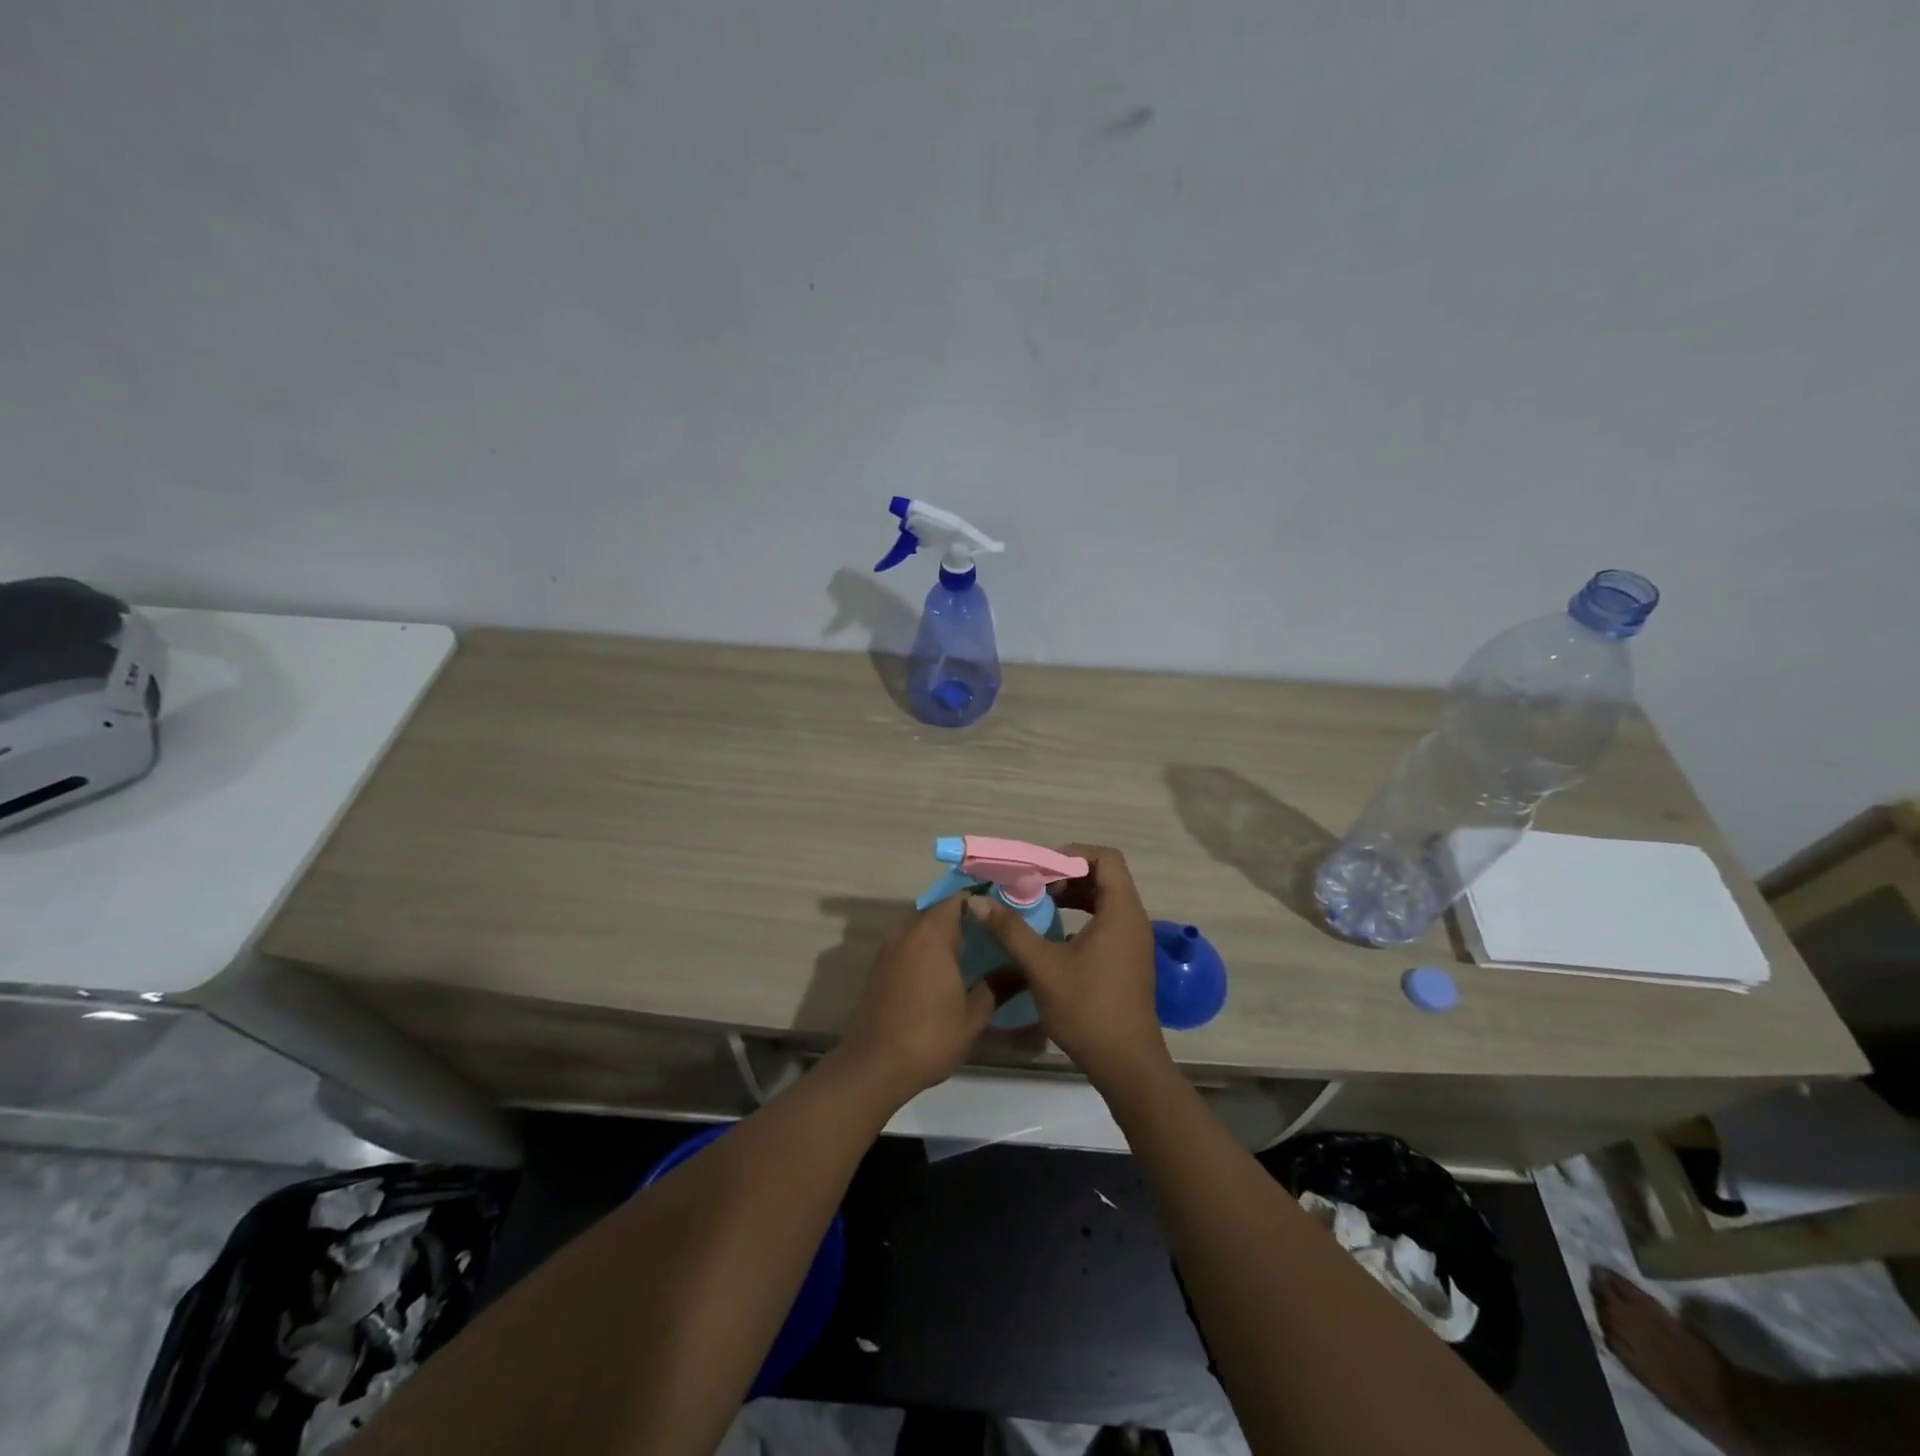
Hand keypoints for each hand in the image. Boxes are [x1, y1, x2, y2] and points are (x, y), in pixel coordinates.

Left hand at [837, 894, 1003, 1103]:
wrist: (874, 1065)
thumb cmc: (930, 1036)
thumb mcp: (973, 1016)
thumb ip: (998, 986)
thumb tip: (1022, 970)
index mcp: (932, 934)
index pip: (958, 899)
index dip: (980, 902)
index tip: (1001, 915)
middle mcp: (907, 931)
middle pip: (938, 911)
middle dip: (963, 919)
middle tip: (990, 937)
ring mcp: (889, 948)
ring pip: (921, 928)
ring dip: (941, 936)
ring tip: (969, 955)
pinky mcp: (878, 966)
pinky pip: (907, 944)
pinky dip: (925, 950)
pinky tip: (942, 973)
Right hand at [966, 844, 1169, 1090]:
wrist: (1126, 1065)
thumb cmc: (1087, 1009)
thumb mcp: (1042, 966)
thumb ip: (1010, 929)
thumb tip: (977, 902)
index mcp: (1121, 912)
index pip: (1105, 858)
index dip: (1072, 855)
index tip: (1040, 869)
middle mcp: (1133, 919)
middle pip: (1104, 876)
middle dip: (1066, 875)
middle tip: (1033, 886)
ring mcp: (1133, 941)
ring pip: (1104, 900)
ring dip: (1073, 897)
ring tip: (1039, 905)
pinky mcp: (1127, 960)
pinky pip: (1106, 922)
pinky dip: (1080, 918)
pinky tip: (1053, 936)